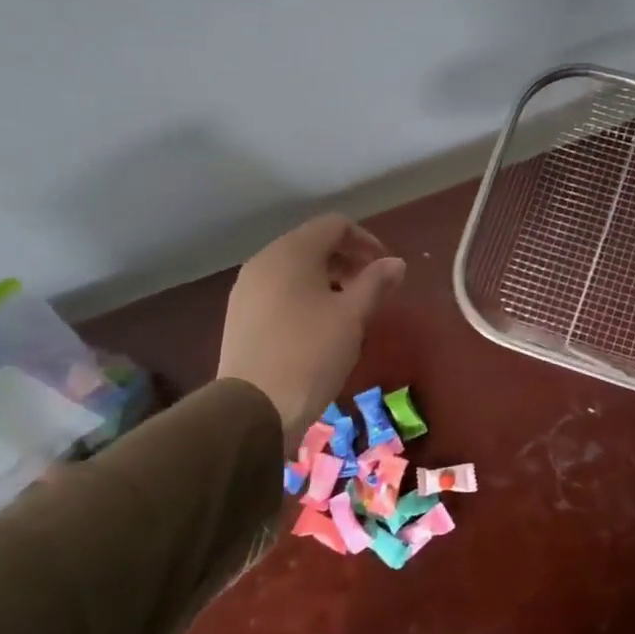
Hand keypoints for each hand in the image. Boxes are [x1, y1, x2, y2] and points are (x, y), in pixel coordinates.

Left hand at [217, 214, 406, 448]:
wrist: (253, 408)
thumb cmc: (311, 354)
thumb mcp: (352, 316)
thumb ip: (376, 282)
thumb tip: (396, 263)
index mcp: (291, 252)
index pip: (334, 225)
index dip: (366, 240)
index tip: (385, 269)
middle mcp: (263, 261)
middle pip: (312, 244)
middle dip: (346, 260)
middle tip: (371, 290)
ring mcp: (246, 288)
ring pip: (294, 269)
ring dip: (326, 279)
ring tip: (347, 311)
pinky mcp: (239, 315)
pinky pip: (278, 291)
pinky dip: (303, 296)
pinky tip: (317, 327)